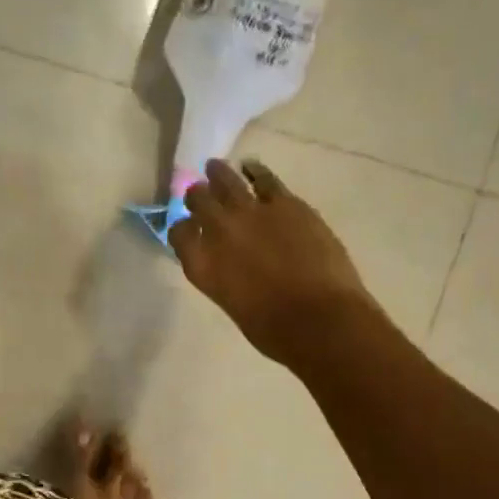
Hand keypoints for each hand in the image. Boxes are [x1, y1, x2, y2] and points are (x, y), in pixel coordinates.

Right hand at [168, 157, 378, 368]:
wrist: (319, 319)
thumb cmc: (274, 330)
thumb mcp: (233, 304)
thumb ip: (224, 277)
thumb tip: (232, 264)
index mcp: (201, 265)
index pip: (179, 234)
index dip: (182, 229)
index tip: (188, 229)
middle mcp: (219, 232)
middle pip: (198, 201)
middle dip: (197, 196)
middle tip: (199, 193)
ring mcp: (252, 212)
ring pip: (227, 181)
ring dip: (218, 174)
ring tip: (214, 168)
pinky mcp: (285, 203)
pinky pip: (264, 178)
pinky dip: (255, 172)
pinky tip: (252, 168)